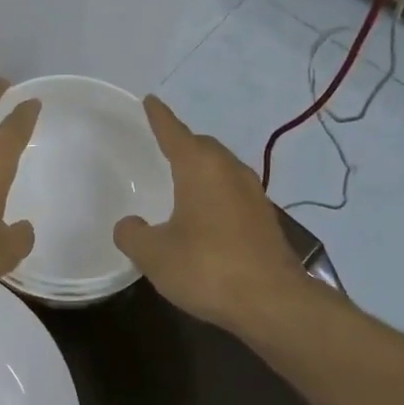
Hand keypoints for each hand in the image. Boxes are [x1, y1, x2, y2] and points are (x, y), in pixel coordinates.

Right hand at [114, 95, 306, 330]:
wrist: (274, 303)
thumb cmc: (207, 268)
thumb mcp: (154, 254)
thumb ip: (133, 235)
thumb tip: (129, 226)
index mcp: (200, 168)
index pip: (174, 132)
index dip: (159, 117)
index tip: (150, 100)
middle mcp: (229, 171)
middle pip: (203, 146)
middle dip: (183, 142)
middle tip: (162, 145)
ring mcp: (253, 195)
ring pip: (222, 168)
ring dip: (202, 168)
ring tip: (182, 179)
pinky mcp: (265, 220)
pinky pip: (233, 192)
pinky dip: (216, 192)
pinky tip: (205, 214)